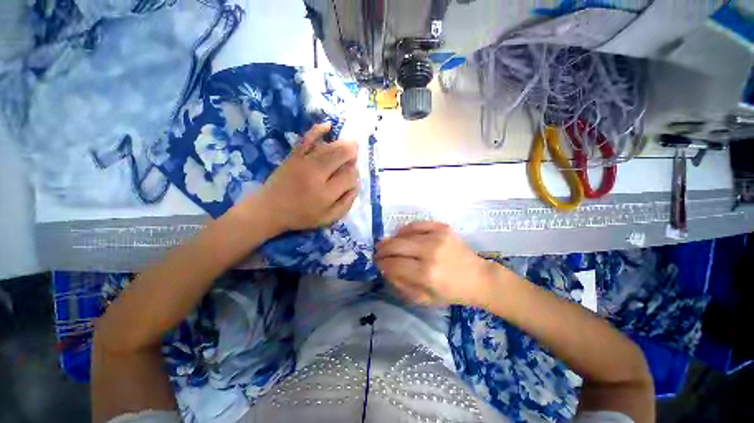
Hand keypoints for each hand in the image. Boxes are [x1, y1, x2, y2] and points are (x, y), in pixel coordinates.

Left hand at [253, 122, 358, 232]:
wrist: (269, 210)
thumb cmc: (301, 216)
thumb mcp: (327, 218)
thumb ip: (345, 204)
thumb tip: (356, 186)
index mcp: (325, 194)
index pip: (349, 176)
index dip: (355, 175)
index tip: (351, 179)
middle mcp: (316, 175)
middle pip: (341, 156)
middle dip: (352, 154)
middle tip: (354, 157)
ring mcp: (303, 163)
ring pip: (329, 148)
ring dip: (343, 145)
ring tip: (350, 146)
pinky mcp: (293, 156)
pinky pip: (307, 139)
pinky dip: (318, 130)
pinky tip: (328, 125)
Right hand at [375, 221, 496, 306]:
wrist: (478, 277)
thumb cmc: (451, 292)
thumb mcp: (424, 299)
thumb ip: (401, 285)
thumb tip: (385, 269)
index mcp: (426, 274)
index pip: (394, 264)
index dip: (382, 263)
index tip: (377, 263)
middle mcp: (430, 252)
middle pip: (396, 246)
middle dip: (382, 249)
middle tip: (378, 252)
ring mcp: (437, 237)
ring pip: (403, 233)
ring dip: (392, 239)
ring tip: (388, 245)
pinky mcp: (442, 228)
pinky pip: (416, 224)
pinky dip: (405, 229)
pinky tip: (401, 235)